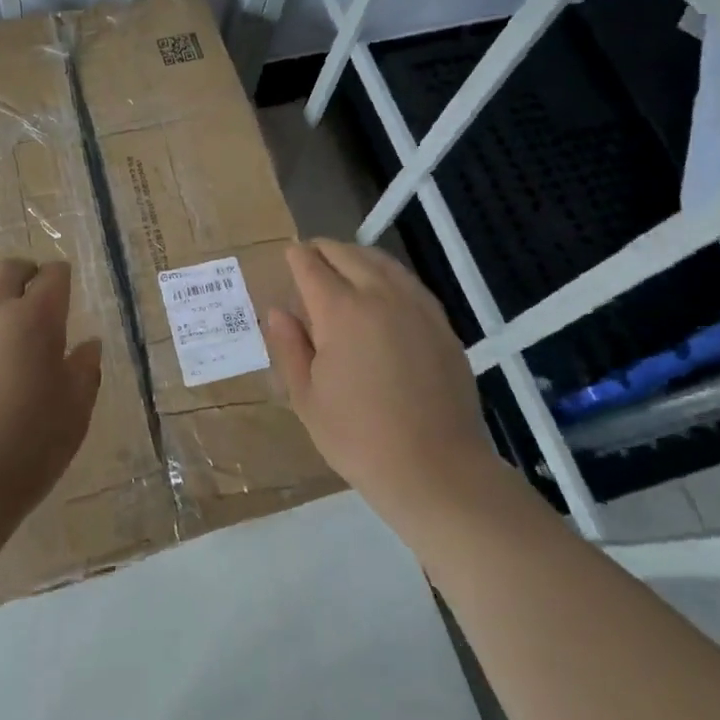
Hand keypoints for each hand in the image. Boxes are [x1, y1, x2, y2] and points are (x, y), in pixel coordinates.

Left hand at [0, 259, 100, 526]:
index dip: (59, 279)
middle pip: (9, 268)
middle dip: (23, 275)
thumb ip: (85, 372)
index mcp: (37, 320)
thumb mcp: (74, 415)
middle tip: (26, 296)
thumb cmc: (24, 452)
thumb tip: (89, 343)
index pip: (53, 275)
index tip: (60, 292)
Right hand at [263, 239, 498, 534]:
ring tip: (343, 266)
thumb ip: (290, 347)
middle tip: (309, 257)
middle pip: (347, 254)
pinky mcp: (441, 323)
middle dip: (323, 250)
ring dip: (356, 256)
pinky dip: (387, 274)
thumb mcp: (307, 398)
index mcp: (340, 311)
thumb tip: (278, 311)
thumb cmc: (359, 438)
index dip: (296, 257)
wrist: (437, 469)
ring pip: (381, 261)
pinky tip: (382, 291)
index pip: (311, 266)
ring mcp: (416, 306)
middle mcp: (380, 295)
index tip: (288, 255)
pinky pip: (408, 282)